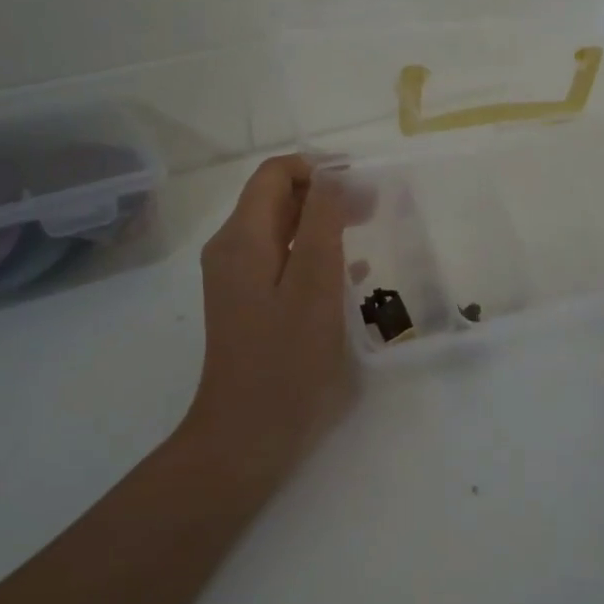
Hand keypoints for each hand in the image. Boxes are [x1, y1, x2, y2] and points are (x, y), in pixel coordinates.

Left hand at [183, 155, 354, 476]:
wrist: (247, 436)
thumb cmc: (287, 360)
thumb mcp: (314, 283)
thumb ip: (322, 221)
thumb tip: (333, 173)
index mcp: (242, 237)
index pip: (275, 173)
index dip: (318, 168)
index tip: (362, 184)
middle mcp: (231, 249)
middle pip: (276, 198)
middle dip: (324, 193)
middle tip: (373, 208)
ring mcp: (236, 278)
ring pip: (280, 228)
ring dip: (321, 222)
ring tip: (366, 231)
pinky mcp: (247, 303)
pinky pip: (280, 259)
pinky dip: (312, 252)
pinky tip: (348, 271)